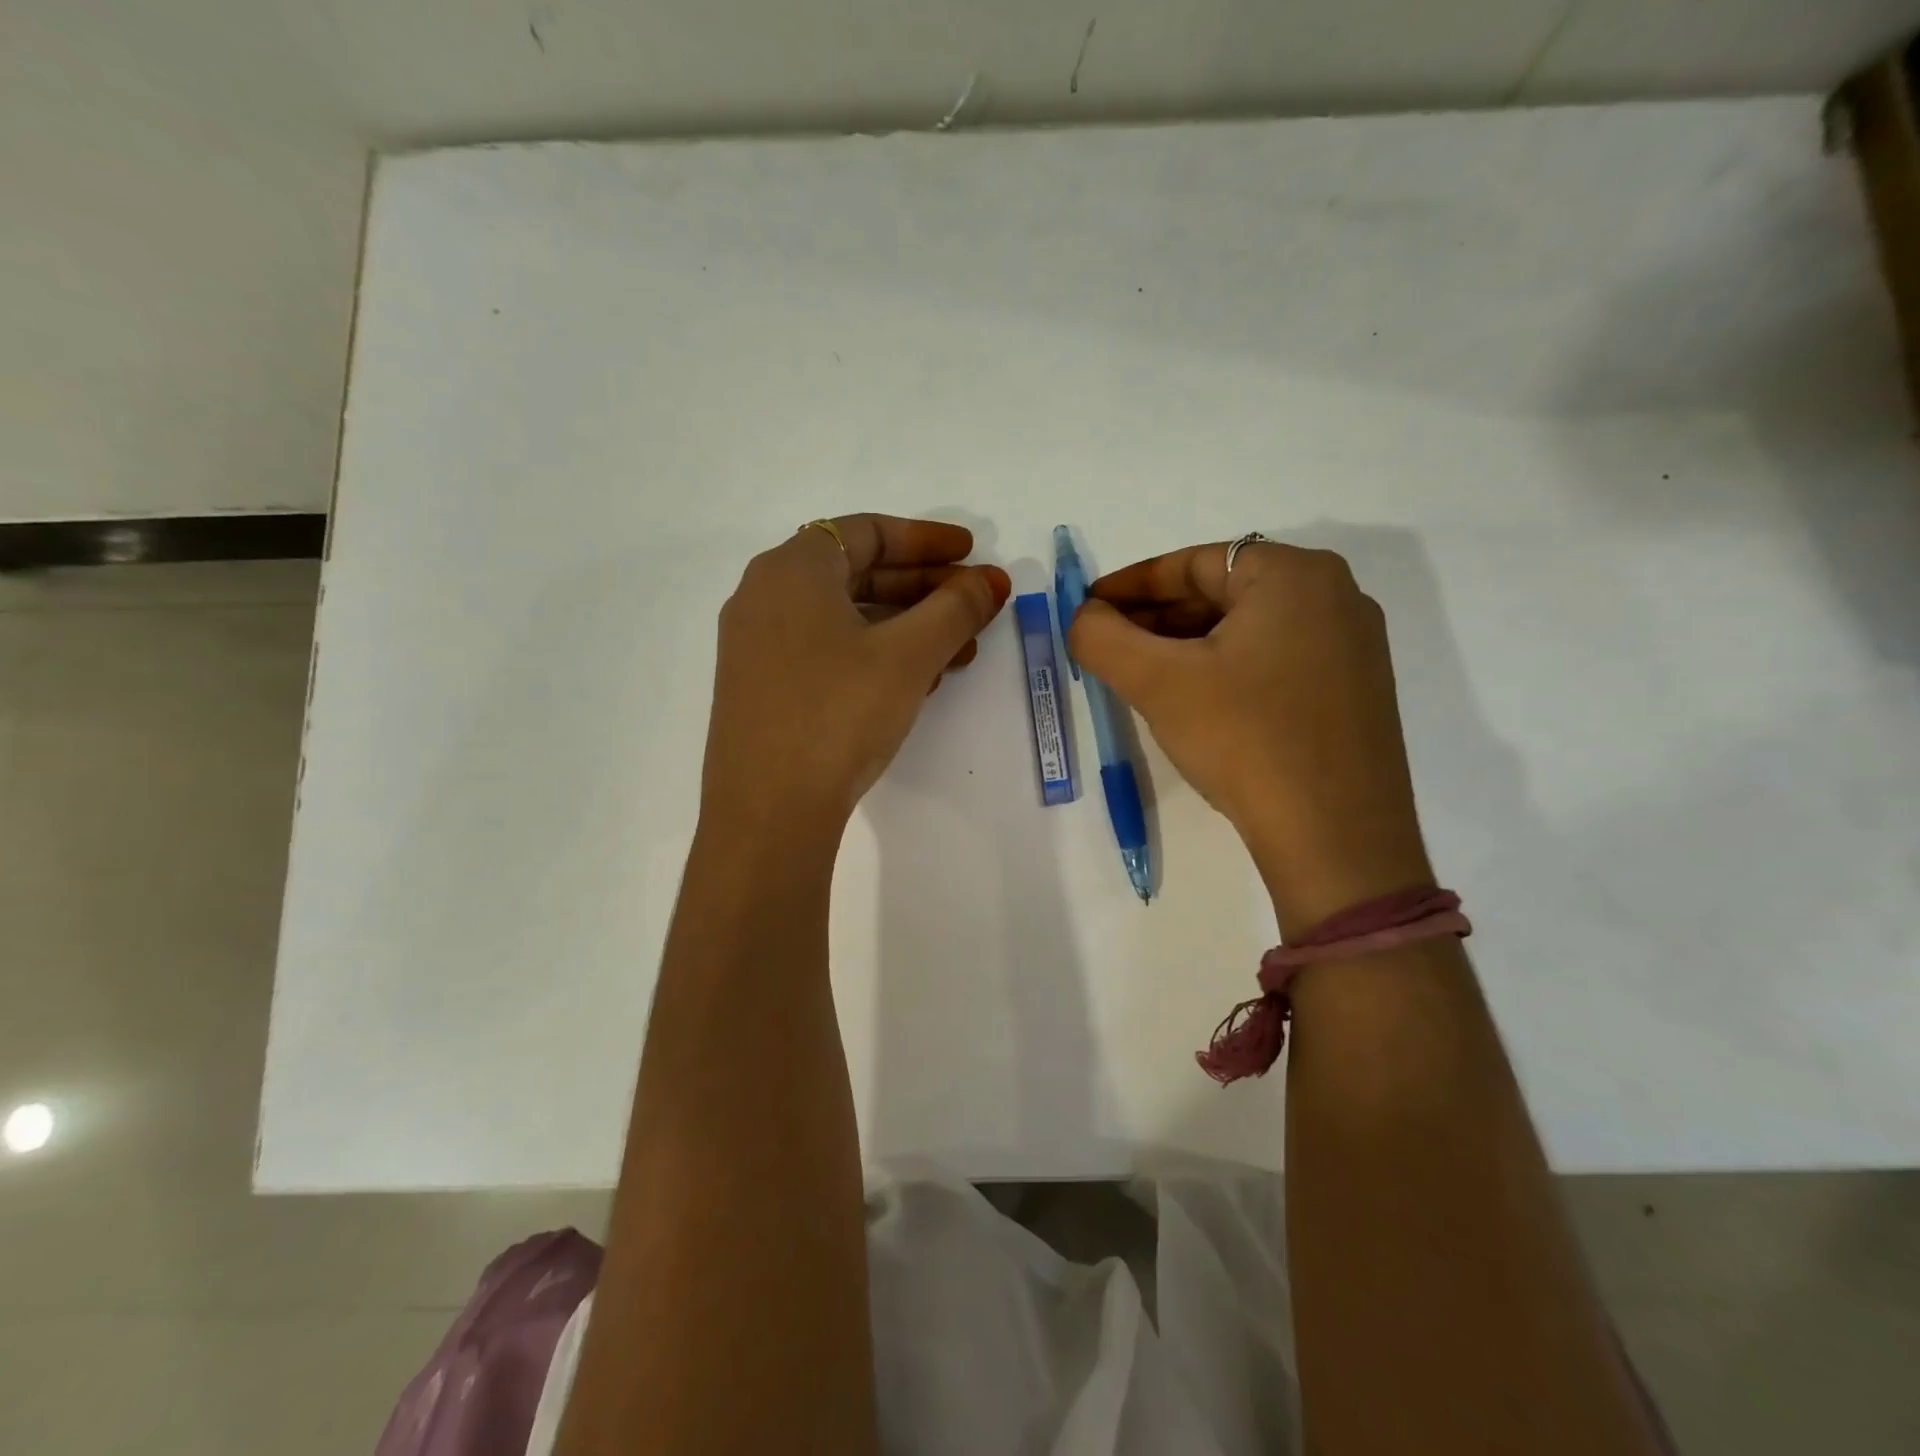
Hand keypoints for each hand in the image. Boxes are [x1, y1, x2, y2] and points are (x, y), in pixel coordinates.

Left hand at [701, 514, 1010, 838]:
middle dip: (923, 588)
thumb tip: (991, 581)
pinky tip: (915, 683)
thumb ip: (955, 609)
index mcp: (792, 569)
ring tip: (959, 651)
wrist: (768, 810)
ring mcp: (758, 646)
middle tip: (974, 606)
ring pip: (845, 618)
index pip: (868, 531)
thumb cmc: (839, 712)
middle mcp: (765, 596)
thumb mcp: (908, 655)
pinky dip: (874, 655)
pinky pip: (827, 651)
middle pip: (857, 573)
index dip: (927, 539)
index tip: (971, 553)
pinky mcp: (762, 688)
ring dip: (906, 627)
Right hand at [1068, 540, 1430, 932]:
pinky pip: (1274, 662)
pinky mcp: (1354, 693)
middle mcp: (1334, 596)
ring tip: (1140, 678)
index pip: (1193, 563)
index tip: (1087, 609)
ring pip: (1247, 631)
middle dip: (1156, 619)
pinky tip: (1193, 704)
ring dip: (1186, 647)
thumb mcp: (1158, 682)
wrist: (1335, 838)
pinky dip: (1225, 671)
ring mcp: (1352, 647)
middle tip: (1107, 647)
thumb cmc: (1244, 739)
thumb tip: (1083, 618)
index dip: (1129, 585)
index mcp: (1295, 574)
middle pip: (1222, 593)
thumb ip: (1102, 637)